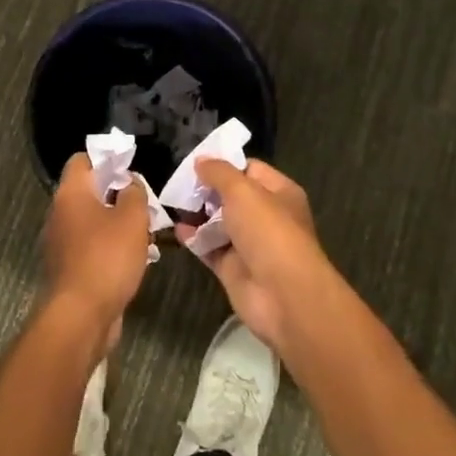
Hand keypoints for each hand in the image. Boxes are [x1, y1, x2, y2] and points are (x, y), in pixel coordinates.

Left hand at [43, 152, 153, 355]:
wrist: (80, 317)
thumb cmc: (106, 258)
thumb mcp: (132, 218)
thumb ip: (134, 193)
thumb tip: (129, 184)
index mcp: (71, 193)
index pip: (82, 160)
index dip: (106, 160)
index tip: (130, 170)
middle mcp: (60, 213)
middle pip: (89, 192)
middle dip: (118, 196)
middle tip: (144, 205)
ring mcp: (61, 243)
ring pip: (93, 221)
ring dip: (117, 225)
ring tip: (145, 234)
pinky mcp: (69, 268)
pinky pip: (92, 247)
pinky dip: (110, 249)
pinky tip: (134, 260)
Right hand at [175, 158, 336, 352]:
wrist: (283, 295)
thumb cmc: (268, 231)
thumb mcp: (242, 190)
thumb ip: (219, 172)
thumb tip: (201, 160)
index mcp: (278, 192)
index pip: (248, 169)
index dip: (223, 164)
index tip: (194, 163)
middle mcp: (266, 216)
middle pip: (230, 196)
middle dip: (206, 190)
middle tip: (178, 183)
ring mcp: (249, 244)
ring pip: (218, 223)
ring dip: (197, 214)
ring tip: (172, 202)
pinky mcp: (233, 268)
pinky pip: (210, 248)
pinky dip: (194, 239)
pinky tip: (176, 229)